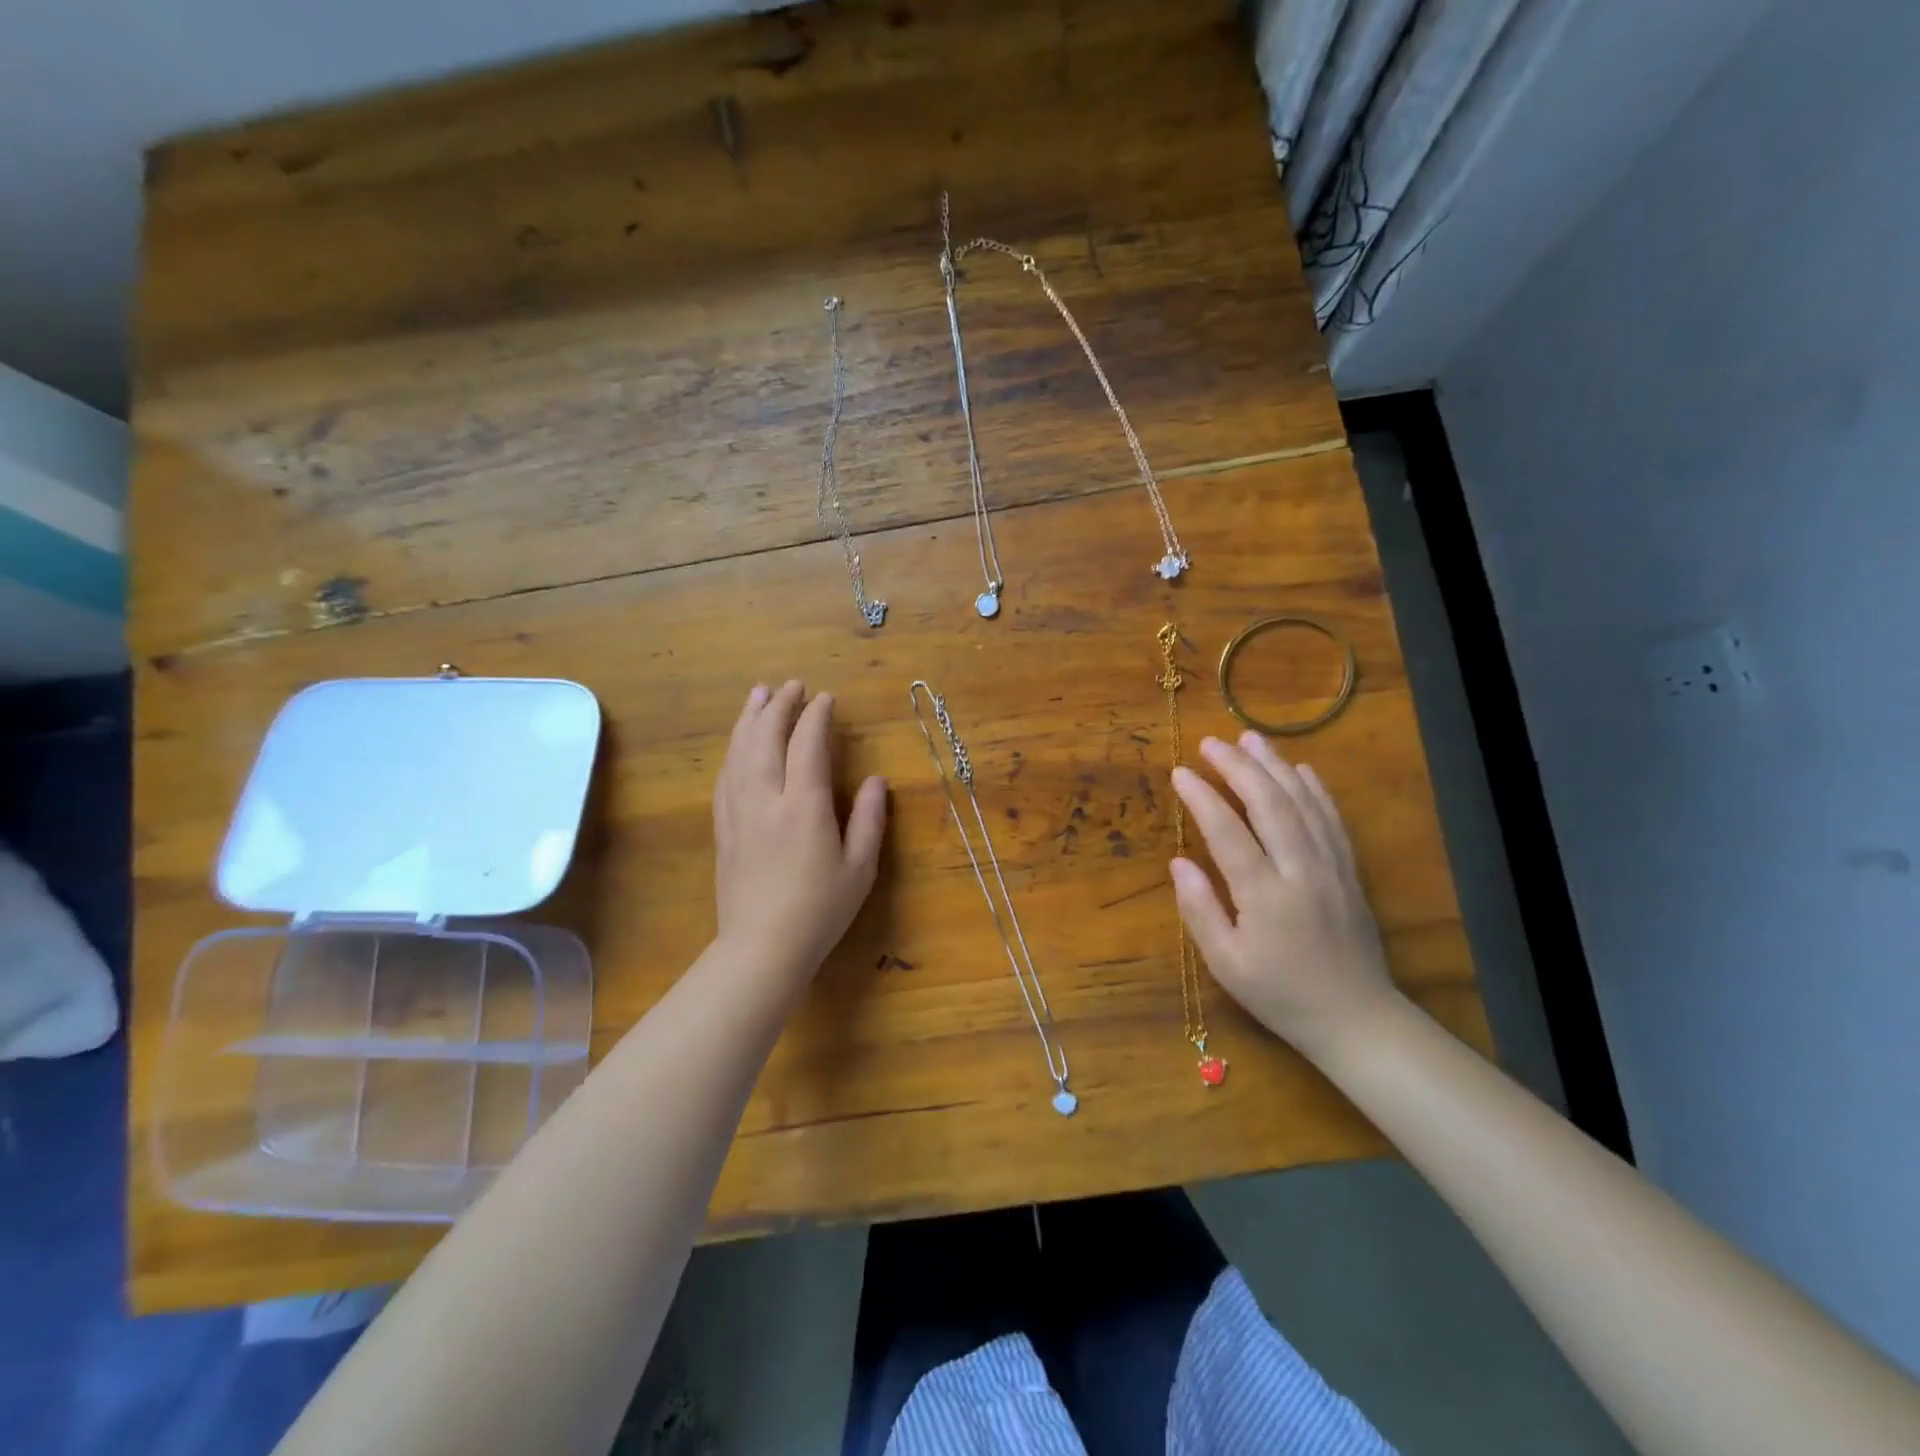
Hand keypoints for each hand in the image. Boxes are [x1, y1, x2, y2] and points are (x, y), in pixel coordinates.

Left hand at [713, 681, 887, 984]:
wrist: (762, 947)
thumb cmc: (820, 910)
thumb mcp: (860, 868)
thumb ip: (868, 819)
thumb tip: (874, 780)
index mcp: (804, 806)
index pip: (807, 745)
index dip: (816, 717)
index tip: (826, 698)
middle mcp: (766, 799)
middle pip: (766, 738)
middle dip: (779, 706)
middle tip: (792, 685)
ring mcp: (739, 812)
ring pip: (739, 752)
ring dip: (750, 719)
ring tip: (759, 695)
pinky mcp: (723, 828)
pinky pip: (725, 776)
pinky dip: (734, 750)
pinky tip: (739, 743)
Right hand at [1170, 732, 1400, 1062]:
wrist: (1356, 1018)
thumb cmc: (1280, 994)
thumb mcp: (1227, 964)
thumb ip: (1200, 911)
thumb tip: (1178, 863)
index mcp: (1265, 896)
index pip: (1228, 832)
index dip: (1202, 797)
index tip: (1179, 772)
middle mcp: (1301, 871)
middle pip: (1269, 804)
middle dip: (1238, 767)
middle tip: (1210, 742)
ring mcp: (1331, 868)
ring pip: (1303, 804)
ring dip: (1275, 767)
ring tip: (1249, 738)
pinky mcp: (1349, 872)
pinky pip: (1332, 820)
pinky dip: (1315, 790)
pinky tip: (1300, 770)